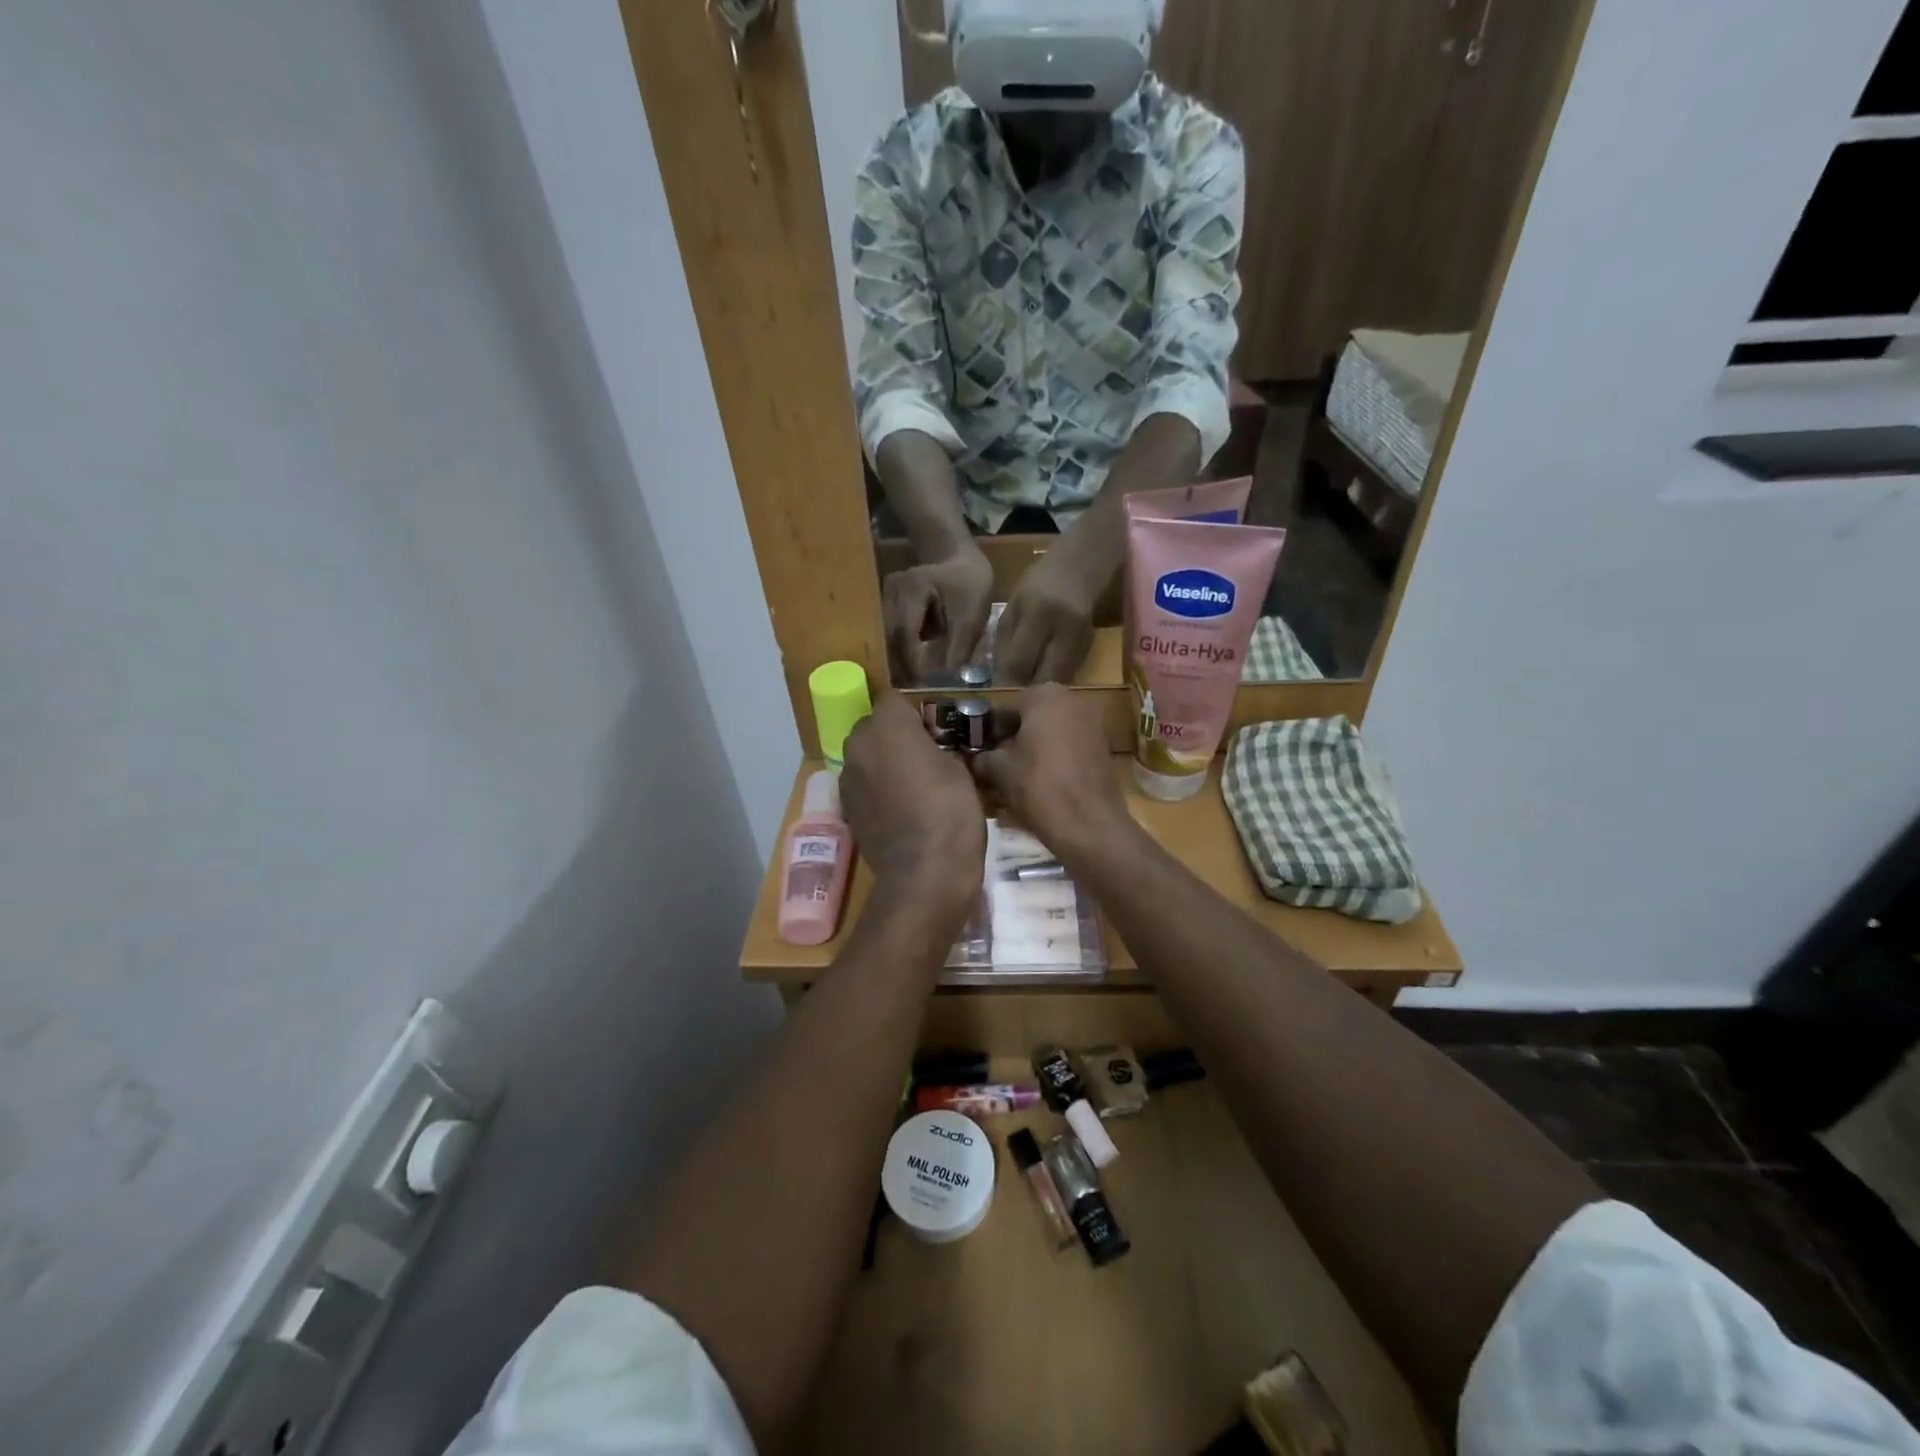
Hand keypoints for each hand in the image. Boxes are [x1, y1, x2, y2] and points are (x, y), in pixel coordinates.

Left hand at [841, 693, 985, 908]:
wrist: (924, 873)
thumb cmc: (950, 812)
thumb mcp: (959, 769)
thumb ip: (938, 747)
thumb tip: (931, 749)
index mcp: (887, 726)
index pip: (895, 700)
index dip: (916, 714)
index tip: (936, 733)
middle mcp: (858, 745)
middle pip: (874, 726)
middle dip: (895, 735)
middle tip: (925, 757)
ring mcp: (847, 778)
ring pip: (865, 756)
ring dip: (883, 762)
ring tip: (913, 785)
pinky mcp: (846, 808)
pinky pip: (862, 784)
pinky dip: (877, 789)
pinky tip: (900, 809)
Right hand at [883, 548, 993, 684]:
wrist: (957, 556)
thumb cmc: (969, 582)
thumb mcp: (972, 612)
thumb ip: (961, 642)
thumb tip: (948, 673)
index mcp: (914, 587)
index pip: (906, 632)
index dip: (912, 660)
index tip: (920, 683)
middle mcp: (891, 590)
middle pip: (890, 636)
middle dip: (900, 664)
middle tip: (910, 691)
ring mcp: (885, 595)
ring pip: (886, 636)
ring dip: (896, 659)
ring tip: (909, 684)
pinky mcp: (886, 603)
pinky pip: (889, 632)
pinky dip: (898, 650)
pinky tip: (908, 668)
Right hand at [971, 685, 1134, 861]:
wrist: (1089, 823)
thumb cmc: (1038, 786)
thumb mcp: (999, 770)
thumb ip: (984, 757)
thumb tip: (978, 758)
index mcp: (1045, 695)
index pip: (1007, 708)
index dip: (991, 731)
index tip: (981, 752)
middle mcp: (1074, 700)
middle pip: (1033, 717)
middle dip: (1016, 737)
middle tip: (998, 764)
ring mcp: (1095, 723)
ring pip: (1054, 731)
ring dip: (1036, 747)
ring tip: (1019, 775)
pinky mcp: (1105, 747)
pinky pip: (1071, 746)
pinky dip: (1057, 757)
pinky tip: (1044, 782)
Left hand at [994, 545, 1102, 685]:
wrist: (1079, 568)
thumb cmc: (1038, 583)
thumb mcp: (1013, 605)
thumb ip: (1005, 639)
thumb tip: (999, 675)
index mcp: (1037, 613)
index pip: (1018, 660)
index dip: (1006, 677)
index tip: (998, 684)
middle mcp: (1062, 628)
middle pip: (1041, 676)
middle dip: (1025, 687)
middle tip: (1014, 688)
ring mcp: (1080, 639)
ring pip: (1058, 679)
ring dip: (1041, 686)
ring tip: (1029, 683)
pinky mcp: (1090, 646)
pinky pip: (1069, 673)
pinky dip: (1055, 677)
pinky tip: (1045, 672)